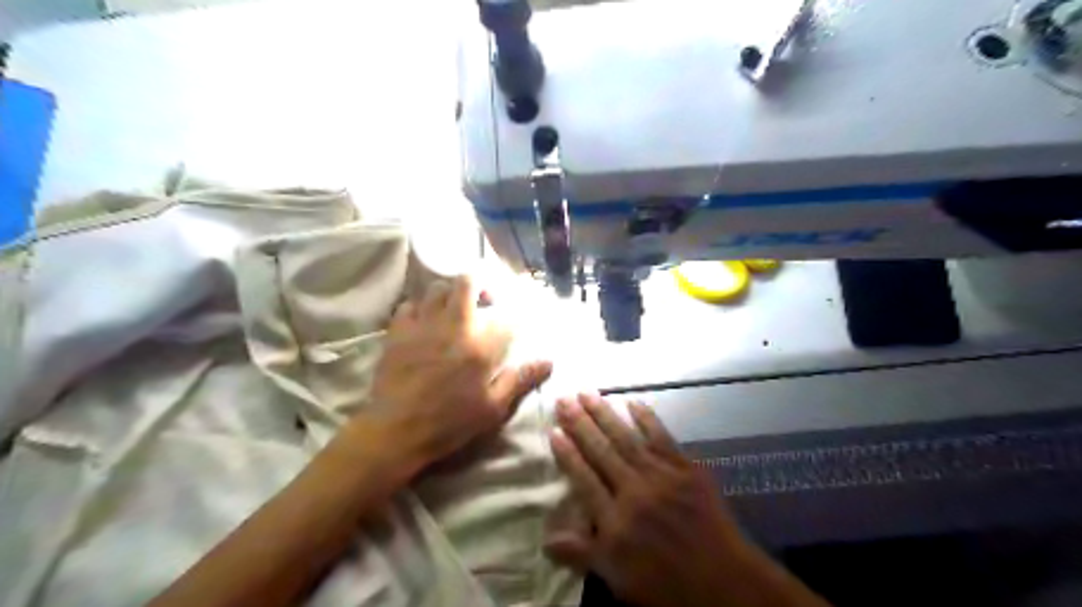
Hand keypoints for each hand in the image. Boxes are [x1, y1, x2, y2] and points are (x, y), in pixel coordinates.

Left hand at [364, 275, 551, 473]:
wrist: (396, 430)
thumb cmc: (450, 422)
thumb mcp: (493, 408)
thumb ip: (520, 380)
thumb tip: (549, 361)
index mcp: (481, 345)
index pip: (506, 316)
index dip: (515, 315)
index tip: (515, 322)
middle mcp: (454, 325)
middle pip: (467, 282)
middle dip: (479, 285)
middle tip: (484, 301)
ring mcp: (423, 324)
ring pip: (437, 288)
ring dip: (450, 294)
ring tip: (453, 310)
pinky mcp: (398, 331)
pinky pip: (409, 304)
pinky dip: (420, 308)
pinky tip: (424, 322)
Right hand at [550, 393, 829, 605]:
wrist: (724, 582)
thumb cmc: (667, 584)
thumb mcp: (619, 578)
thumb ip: (583, 553)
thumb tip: (546, 539)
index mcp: (614, 519)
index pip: (583, 478)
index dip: (567, 454)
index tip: (553, 431)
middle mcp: (633, 490)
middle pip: (601, 451)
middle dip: (579, 424)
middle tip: (564, 399)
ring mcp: (661, 475)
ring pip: (626, 438)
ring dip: (605, 414)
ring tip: (587, 394)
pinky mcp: (686, 468)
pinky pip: (662, 437)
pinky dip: (647, 418)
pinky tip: (633, 403)